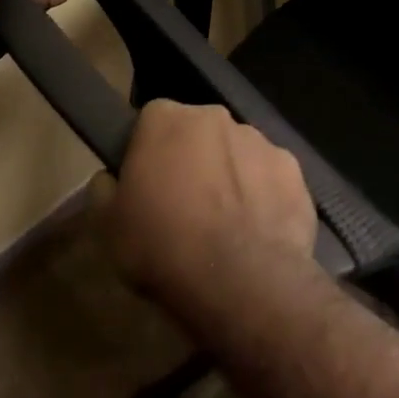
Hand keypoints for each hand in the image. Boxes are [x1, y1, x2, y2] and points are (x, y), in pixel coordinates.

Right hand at [104, 101, 317, 323]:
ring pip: (238, 152)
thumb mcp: (107, 227)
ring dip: (230, 176)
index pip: (152, 119)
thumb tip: (112, 178)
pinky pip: (270, 177)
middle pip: (199, 132)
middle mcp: (216, 117)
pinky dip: (263, 196)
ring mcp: (261, 140)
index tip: (146, 182)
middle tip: (183, 205)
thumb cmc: (162, 247)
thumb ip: (105, 190)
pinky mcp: (293, 169)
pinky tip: (256, 232)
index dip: (148, 150)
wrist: (241, 280)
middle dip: (192, 158)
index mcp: (168, 119)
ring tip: (224, 225)